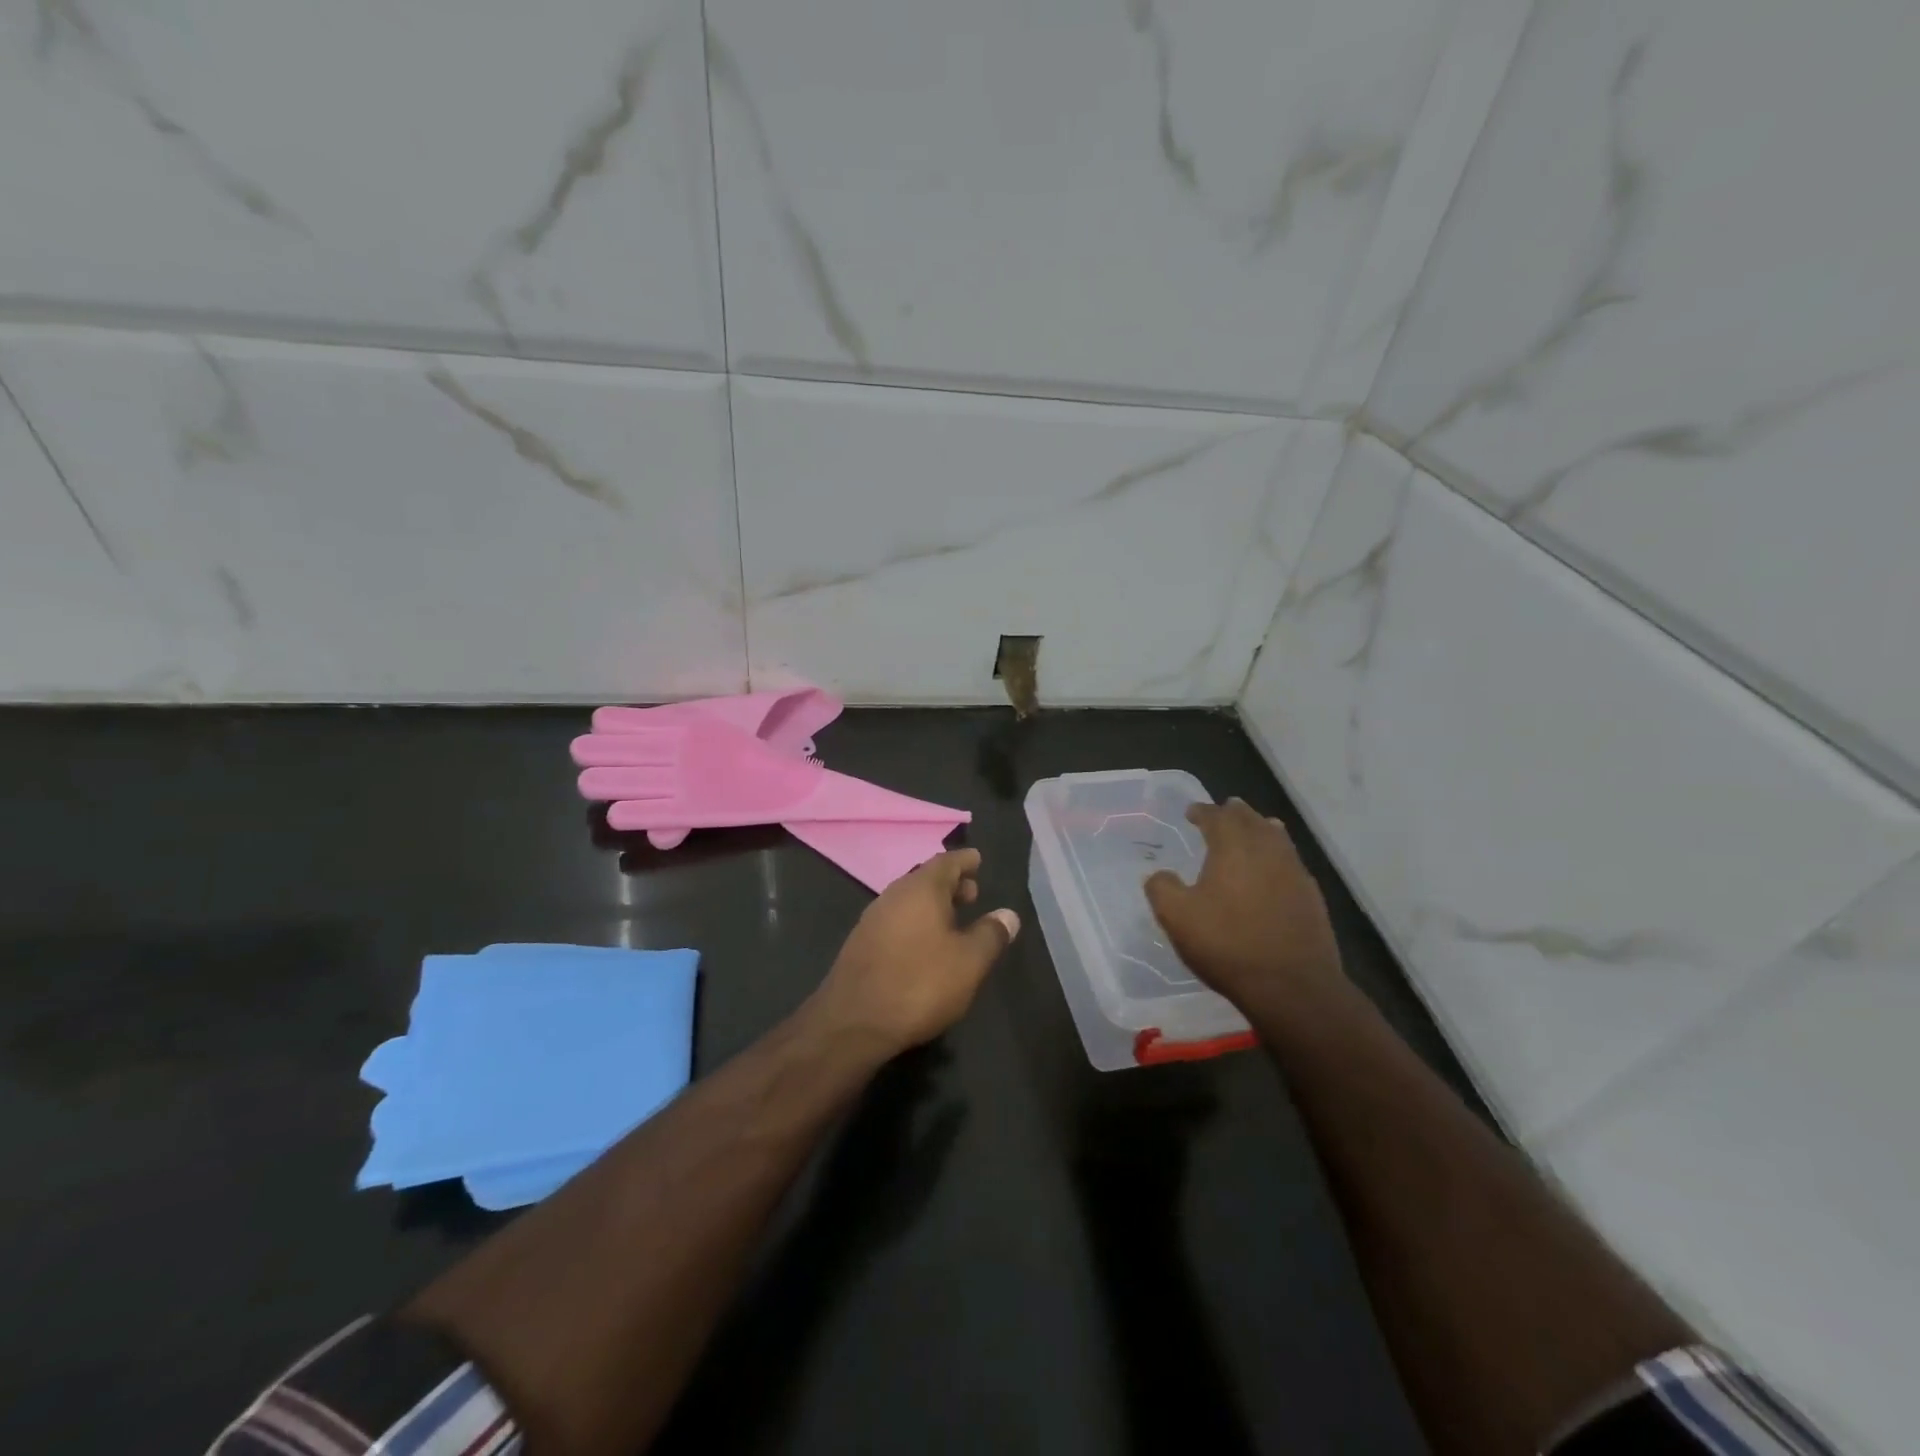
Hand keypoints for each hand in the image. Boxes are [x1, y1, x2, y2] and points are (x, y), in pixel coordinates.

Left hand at [810, 849, 1019, 1056]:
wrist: (853, 1023)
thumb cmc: (919, 984)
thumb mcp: (969, 962)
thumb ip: (991, 934)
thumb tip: (1008, 914)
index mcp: (920, 889)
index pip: (947, 862)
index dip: (965, 861)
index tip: (978, 859)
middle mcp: (893, 895)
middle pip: (925, 879)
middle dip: (951, 884)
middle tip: (973, 894)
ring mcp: (872, 919)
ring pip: (909, 900)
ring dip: (932, 905)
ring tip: (953, 920)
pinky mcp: (861, 944)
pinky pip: (896, 920)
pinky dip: (915, 922)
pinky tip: (924, 944)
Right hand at [1145, 799, 1343, 1017]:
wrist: (1291, 985)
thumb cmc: (1228, 944)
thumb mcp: (1177, 917)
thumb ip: (1162, 888)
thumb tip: (1159, 875)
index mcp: (1233, 846)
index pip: (1216, 816)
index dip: (1202, 811)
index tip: (1191, 812)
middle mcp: (1267, 849)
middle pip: (1250, 819)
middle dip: (1234, 813)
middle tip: (1222, 812)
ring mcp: (1294, 871)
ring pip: (1276, 837)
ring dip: (1260, 828)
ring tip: (1252, 829)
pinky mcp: (1312, 895)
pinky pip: (1291, 861)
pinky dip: (1278, 855)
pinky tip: (1274, 869)